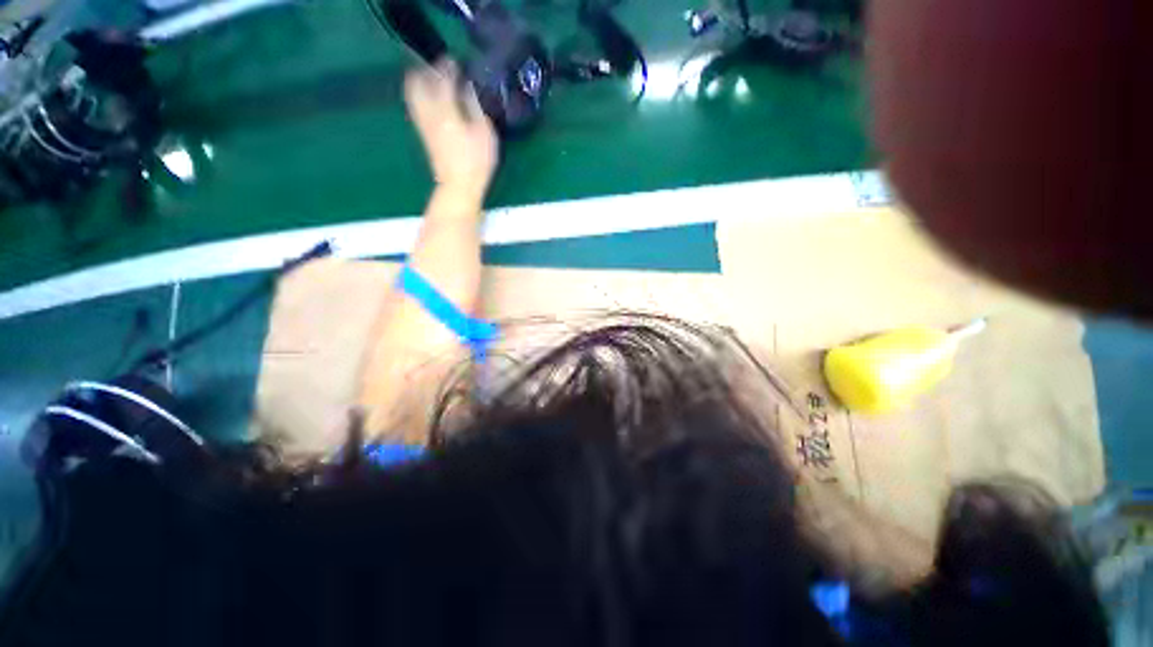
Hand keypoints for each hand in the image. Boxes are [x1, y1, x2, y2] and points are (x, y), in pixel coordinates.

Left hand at [404, 60, 498, 200]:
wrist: (459, 187)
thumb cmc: (476, 162)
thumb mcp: (484, 133)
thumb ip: (475, 106)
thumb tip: (468, 87)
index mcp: (446, 110)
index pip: (442, 79)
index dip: (448, 67)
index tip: (455, 61)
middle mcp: (429, 112)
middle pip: (418, 83)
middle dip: (426, 71)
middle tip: (438, 69)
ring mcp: (424, 124)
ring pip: (413, 95)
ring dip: (419, 83)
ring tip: (431, 81)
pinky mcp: (424, 135)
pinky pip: (416, 107)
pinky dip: (419, 97)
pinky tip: (429, 101)